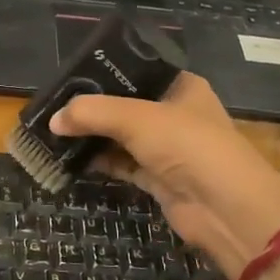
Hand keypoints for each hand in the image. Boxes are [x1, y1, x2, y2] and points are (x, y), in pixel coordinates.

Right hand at [50, 74, 279, 277]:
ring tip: (53, 131)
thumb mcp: (137, 119)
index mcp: (181, 86)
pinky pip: (122, 163)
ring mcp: (167, 148)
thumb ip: (93, 113)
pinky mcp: (158, 178)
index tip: (69, 76)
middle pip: (125, 104)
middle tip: (53, 106)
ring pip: (121, 136)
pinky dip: (100, 161)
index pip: (138, 70)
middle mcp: (175, 113)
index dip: (105, 72)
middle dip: (92, 108)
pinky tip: (70, 158)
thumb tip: (53, 120)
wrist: (225, 208)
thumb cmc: (188, 146)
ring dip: (92, 136)